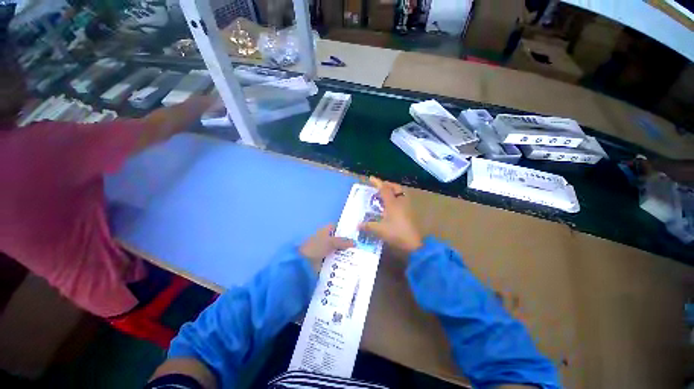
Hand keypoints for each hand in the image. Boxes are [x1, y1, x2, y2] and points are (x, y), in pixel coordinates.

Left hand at [300, 225, 354, 271]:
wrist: (302, 262)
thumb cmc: (315, 247)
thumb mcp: (331, 242)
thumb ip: (343, 242)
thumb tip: (355, 242)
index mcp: (325, 230)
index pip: (338, 228)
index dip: (346, 230)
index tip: (356, 235)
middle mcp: (326, 239)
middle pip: (339, 240)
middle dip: (347, 244)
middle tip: (359, 248)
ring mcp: (325, 250)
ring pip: (338, 250)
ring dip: (345, 254)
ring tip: (357, 258)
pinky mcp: (324, 260)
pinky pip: (335, 259)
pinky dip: (341, 261)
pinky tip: (350, 264)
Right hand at [359, 177, 422, 253]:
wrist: (414, 243)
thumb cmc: (396, 233)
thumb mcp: (379, 230)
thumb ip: (368, 226)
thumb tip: (357, 225)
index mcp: (392, 203)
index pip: (384, 188)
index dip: (377, 182)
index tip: (371, 178)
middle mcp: (401, 201)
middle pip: (395, 187)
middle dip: (387, 184)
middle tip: (379, 186)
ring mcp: (407, 206)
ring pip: (400, 193)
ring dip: (393, 190)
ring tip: (385, 194)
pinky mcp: (410, 212)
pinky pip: (402, 199)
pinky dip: (396, 198)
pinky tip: (391, 205)